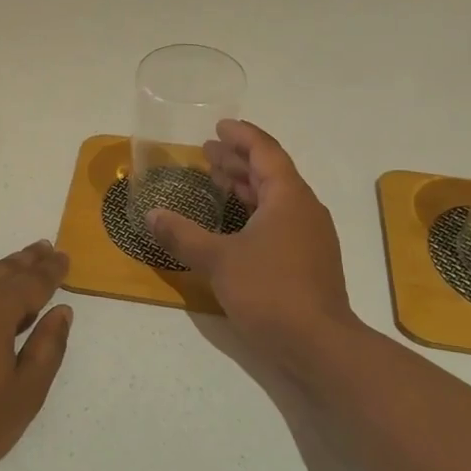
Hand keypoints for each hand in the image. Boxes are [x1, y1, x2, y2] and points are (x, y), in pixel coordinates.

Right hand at [147, 120, 360, 363]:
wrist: (319, 344)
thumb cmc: (270, 291)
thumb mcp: (218, 260)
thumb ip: (183, 235)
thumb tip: (151, 215)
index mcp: (289, 196)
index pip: (265, 151)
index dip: (241, 136)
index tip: (218, 126)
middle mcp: (304, 209)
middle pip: (270, 172)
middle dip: (238, 160)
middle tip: (206, 152)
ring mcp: (310, 236)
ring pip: (275, 198)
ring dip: (246, 186)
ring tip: (215, 181)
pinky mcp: (308, 260)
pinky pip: (279, 220)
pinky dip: (254, 212)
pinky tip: (233, 225)